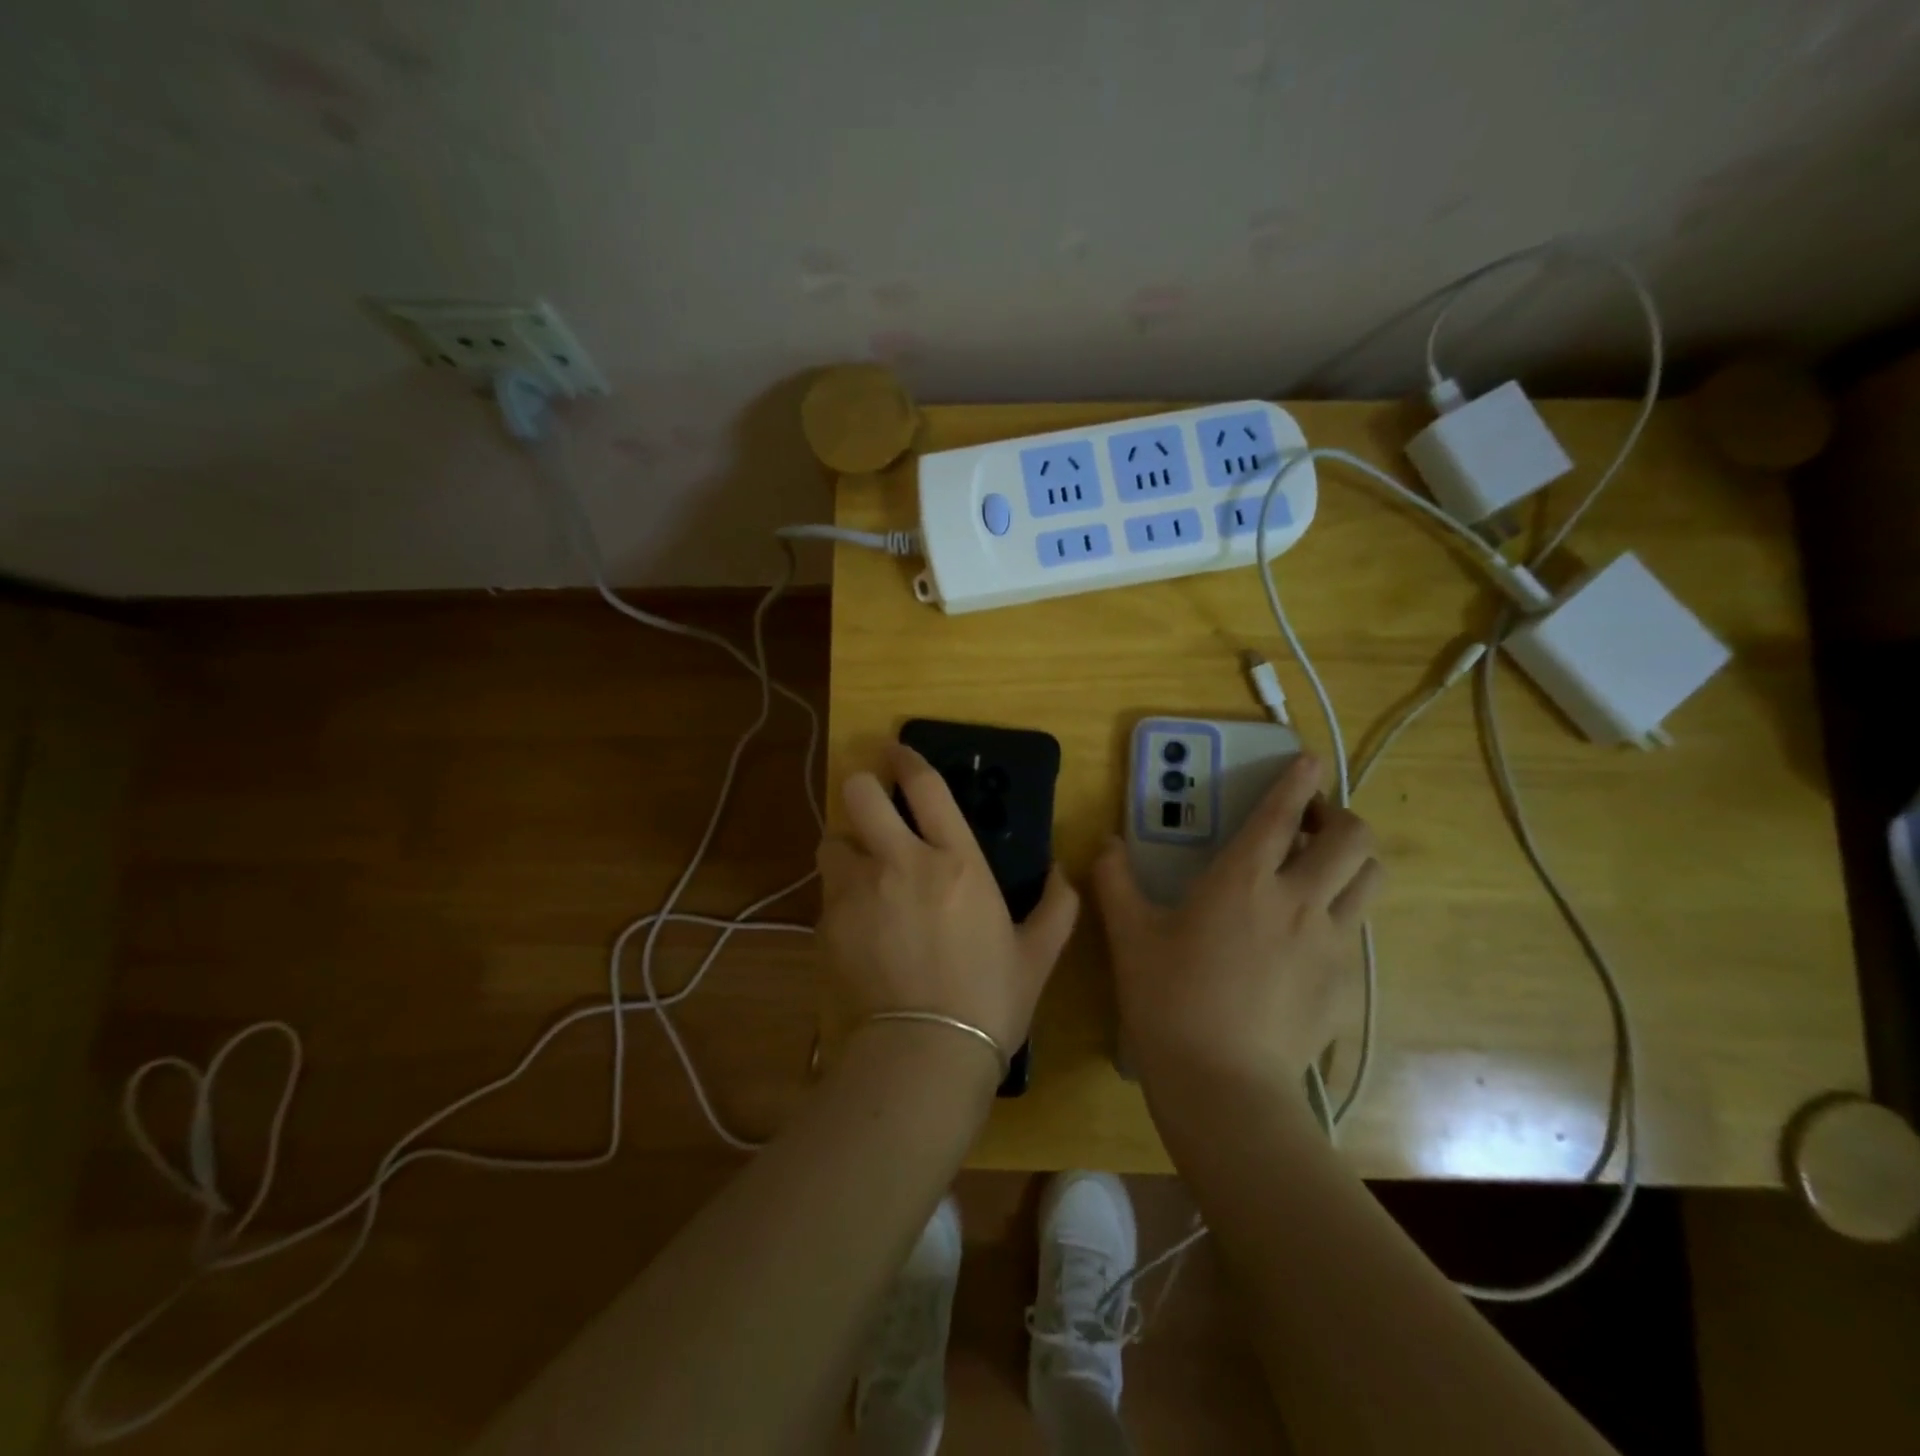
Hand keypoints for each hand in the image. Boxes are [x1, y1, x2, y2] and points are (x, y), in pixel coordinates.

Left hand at [816, 744, 1080, 1056]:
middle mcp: (900, 862)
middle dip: (862, 788)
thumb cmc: (990, 1001)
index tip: (896, 751)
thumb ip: (1058, 904)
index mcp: (955, 861)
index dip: (906, 758)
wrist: (925, 1054)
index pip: (924, 785)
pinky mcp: (827, 925)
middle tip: (874, 806)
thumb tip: (1060, 870)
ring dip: (847, 848)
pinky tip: (858, 926)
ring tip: (862, 872)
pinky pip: (826, 893)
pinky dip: (840, 897)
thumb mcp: (1039, 953)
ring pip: (832, 841)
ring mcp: (857, 892)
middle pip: (858, 793)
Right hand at [1092, 753, 1381, 1093]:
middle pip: (1353, 838)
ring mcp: (1331, 943)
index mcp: (1242, 880)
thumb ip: (1114, 881)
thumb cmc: (1169, 1000)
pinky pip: (1357, 930)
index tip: (1308, 759)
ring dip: (1351, 862)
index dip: (1298, 779)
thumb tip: (1105, 844)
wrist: (1223, 1084)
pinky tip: (1307, 939)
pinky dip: (1341, 915)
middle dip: (1339, 817)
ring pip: (1369, 879)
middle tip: (1309, 827)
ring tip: (1319, 872)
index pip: (1281, 813)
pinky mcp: (1345, 982)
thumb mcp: (1129, 937)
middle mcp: (1298, 900)